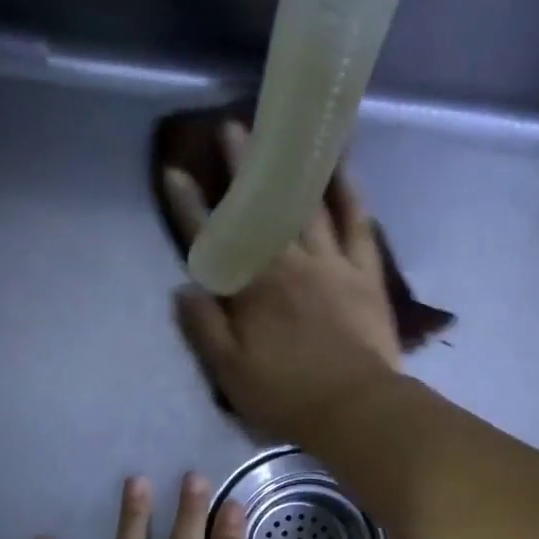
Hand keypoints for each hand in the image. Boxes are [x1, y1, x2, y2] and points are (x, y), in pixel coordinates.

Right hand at [165, 121, 402, 447]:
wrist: (355, 409)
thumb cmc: (287, 397)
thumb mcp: (231, 373)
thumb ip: (204, 328)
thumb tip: (184, 288)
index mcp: (251, 291)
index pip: (212, 241)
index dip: (189, 207)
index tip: (174, 173)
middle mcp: (287, 265)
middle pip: (261, 210)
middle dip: (243, 170)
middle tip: (231, 129)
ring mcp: (329, 264)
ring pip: (306, 206)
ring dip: (290, 169)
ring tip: (283, 134)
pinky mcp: (364, 273)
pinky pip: (357, 224)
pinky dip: (349, 194)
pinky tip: (342, 168)